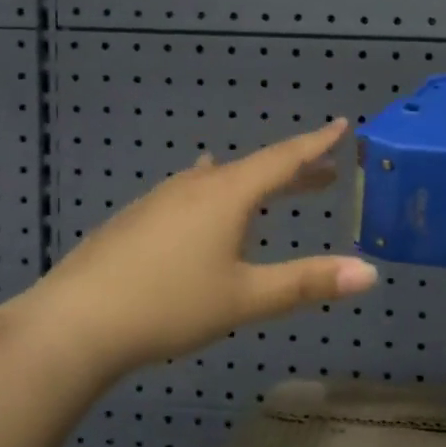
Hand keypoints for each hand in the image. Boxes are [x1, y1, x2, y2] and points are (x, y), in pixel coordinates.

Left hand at [14, 118, 377, 374]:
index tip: (340, 125)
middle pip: (254, 169)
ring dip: (254, 184)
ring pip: (220, 180)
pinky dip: (218, 194)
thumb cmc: (169, 305)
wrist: (74, 321)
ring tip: (271, 187)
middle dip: (293, 171)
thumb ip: (307, 283)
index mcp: (227, 195)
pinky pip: (192, 193)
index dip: (315, 144)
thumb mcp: (246, 297)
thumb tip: (370, 273)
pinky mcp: (138, 218)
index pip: (283, 159)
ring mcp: (162, 199)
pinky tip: (203, 201)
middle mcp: (196, 186)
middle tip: (325, 174)